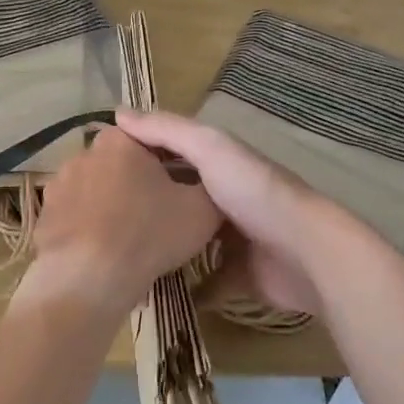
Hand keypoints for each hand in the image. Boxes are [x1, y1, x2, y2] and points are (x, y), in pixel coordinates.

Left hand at [27, 126, 220, 316]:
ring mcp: (57, 185)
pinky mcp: (43, 217)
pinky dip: (87, 230)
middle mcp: (84, 153)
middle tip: (156, 216)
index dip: (169, 164)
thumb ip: (210, 187)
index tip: (180, 190)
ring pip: (94, 190)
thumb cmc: (149, 233)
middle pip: (120, 164)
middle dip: (136, 183)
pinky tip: (102, 254)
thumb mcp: (201, 210)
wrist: (88, 279)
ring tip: (128, 239)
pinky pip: (74, 218)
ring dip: (109, 205)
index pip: (151, 140)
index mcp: (120, 141)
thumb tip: (210, 184)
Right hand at [114, 109, 340, 313]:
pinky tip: (153, 290)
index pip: (172, 152)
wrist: (305, 252)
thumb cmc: (254, 192)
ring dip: (163, 247)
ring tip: (120, 255)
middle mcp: (225, 197)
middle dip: (148, 206)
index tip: (98, 166)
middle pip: (179, 198)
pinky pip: (205, 283)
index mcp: (219, 163)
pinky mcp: (239, 277)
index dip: (140, 154)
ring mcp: (233, 240)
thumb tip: (117, 113)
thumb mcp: (209, 148)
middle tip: (101, 218)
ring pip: (189, 241)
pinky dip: (185, 288)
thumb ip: (168, 130)